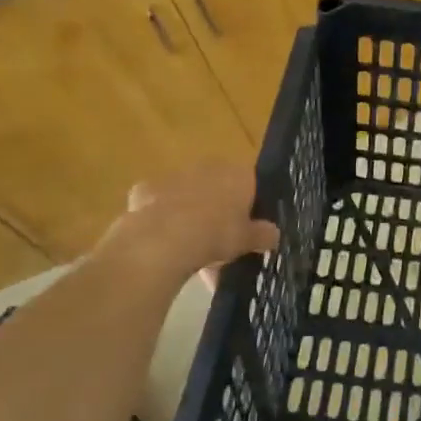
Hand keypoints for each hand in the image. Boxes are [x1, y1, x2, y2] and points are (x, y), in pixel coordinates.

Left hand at [110, 163, 279, 287]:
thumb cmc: (216, 234)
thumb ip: (262, 235)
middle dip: (219, 211)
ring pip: (188, 196)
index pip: (251, 183)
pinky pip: (159, 206)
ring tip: (191, 253)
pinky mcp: (146, 190)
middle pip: (218, 188)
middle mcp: (208, 167)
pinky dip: (162, 221)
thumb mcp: (248, 240)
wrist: (163, 238)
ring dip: (191, 216)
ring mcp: (175, 176)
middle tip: (220, 242)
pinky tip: (164, 245)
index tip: (247, 228)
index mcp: (237, 174)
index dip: (250, 206)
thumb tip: (274, 234)